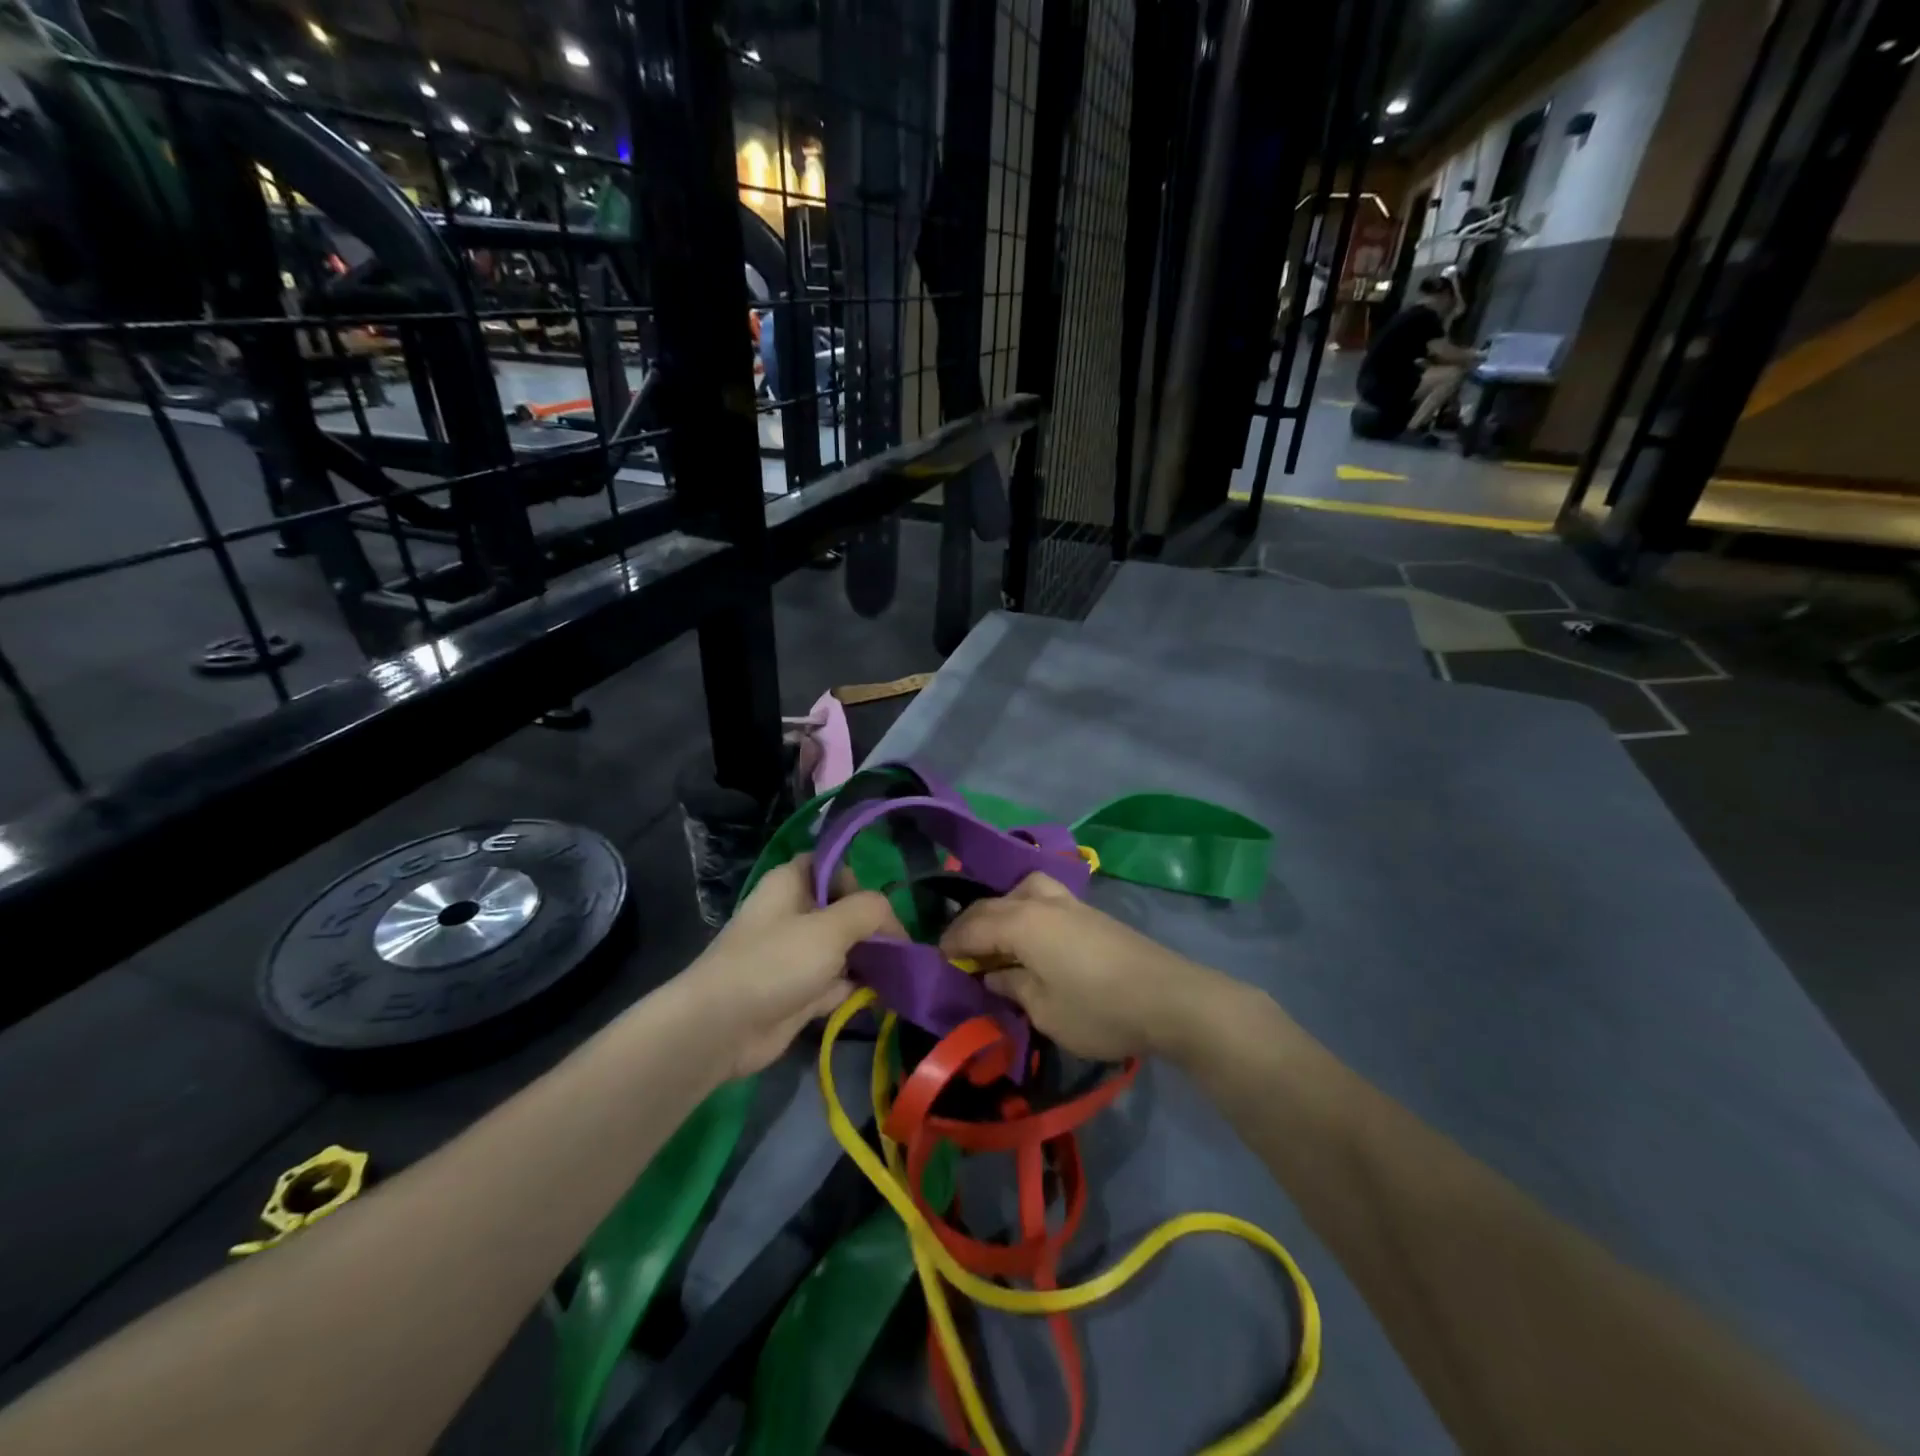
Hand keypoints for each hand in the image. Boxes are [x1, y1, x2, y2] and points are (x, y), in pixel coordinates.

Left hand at [679, 855, 901, 1077]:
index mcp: (790, 883)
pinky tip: (883, 996)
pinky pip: (837, 983)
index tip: (877, 907)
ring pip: (843, 949)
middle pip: (842, 909)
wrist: (722, 1028)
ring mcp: (795, 955)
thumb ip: (869, 912)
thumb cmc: (776, 962)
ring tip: (902, 972)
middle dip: (872, 926)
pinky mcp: (800, 992)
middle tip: (899, 947)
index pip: (830, 867)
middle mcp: (793, 914)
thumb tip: (892, 920)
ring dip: (870, 959)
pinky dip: (857, 988)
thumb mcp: (830, 927)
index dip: (856, 881)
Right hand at [938, 874, 1220, 1062]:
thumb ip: (1013, 986)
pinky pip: (1044, 898)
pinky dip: (1025, 910)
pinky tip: (1032, 938)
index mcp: (1022, 922)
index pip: (974, 924)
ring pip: (1023, 890)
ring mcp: (1071, 903)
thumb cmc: (1099, 1009)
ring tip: (998, 938)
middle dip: (972, 923)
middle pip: (995, 902)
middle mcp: (1042, 902)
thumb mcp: (1045, 1010)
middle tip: (962, 951)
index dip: (952, 941)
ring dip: (1002, 909)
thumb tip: (994, 975)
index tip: (939, 958)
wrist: (1170, 997)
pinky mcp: (1092, 913)